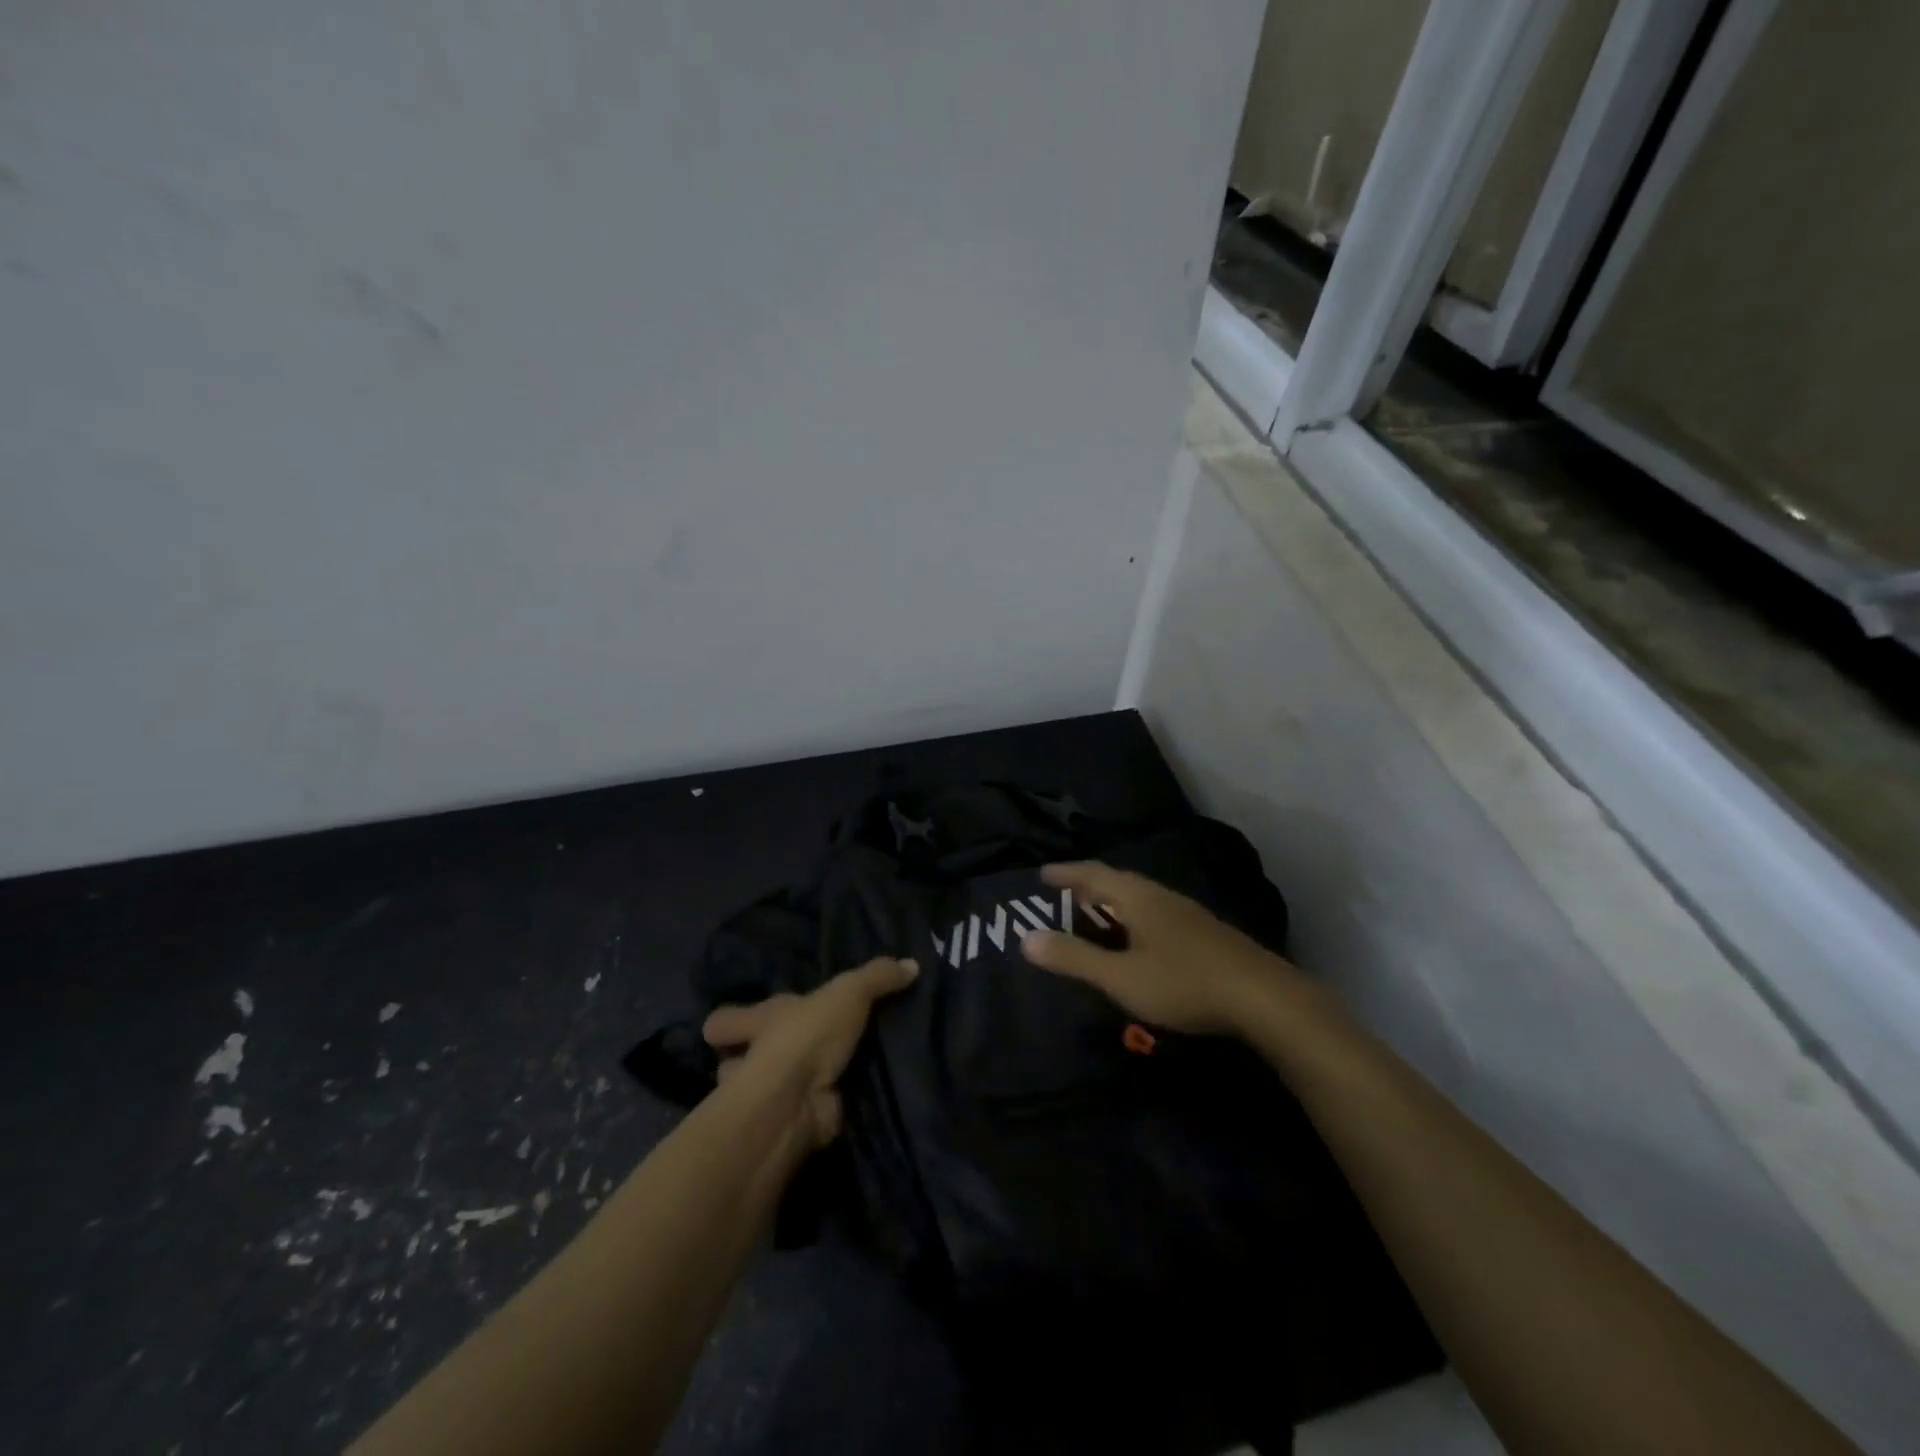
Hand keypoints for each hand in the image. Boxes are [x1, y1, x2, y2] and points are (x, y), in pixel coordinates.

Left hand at [701, 956, 918, 1149]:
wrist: (798, 1101)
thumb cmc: (808, 1036)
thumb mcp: (849, 992)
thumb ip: (877, 976)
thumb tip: (911, 963)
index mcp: (760, 1019)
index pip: (724, 1021)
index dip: (729, 1022)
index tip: (727, 1026)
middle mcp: (755, 1057)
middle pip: (740, 1059)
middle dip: (754, 1059)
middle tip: (792, 1052)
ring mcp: (769, 1096)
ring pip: (767, 1091)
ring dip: (786, 1088)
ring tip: (824, 1077)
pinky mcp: (792, 1123)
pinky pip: (804, 1113)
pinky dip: (819, 1110)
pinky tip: (846, 1101)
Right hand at [1020, 862, 1295, 1035]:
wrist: (1262, 997)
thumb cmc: (1183, 983)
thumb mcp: (1121, 977)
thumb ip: (1074, 958)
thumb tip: (1026, 939)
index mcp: (1138, 899)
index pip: (1094, 875)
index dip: (1066, 873)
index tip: (1042, 874)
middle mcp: (1162, 896)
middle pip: (1118, 881)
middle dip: (1089, 885)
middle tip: (1066, 891)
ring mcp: (1188, 913)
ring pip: (1141, 897)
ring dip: (1114, 900)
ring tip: (1098, 912)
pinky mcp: (1205, 933)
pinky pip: (1157, 912)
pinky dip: (1135, 916)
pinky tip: (1141, 937)